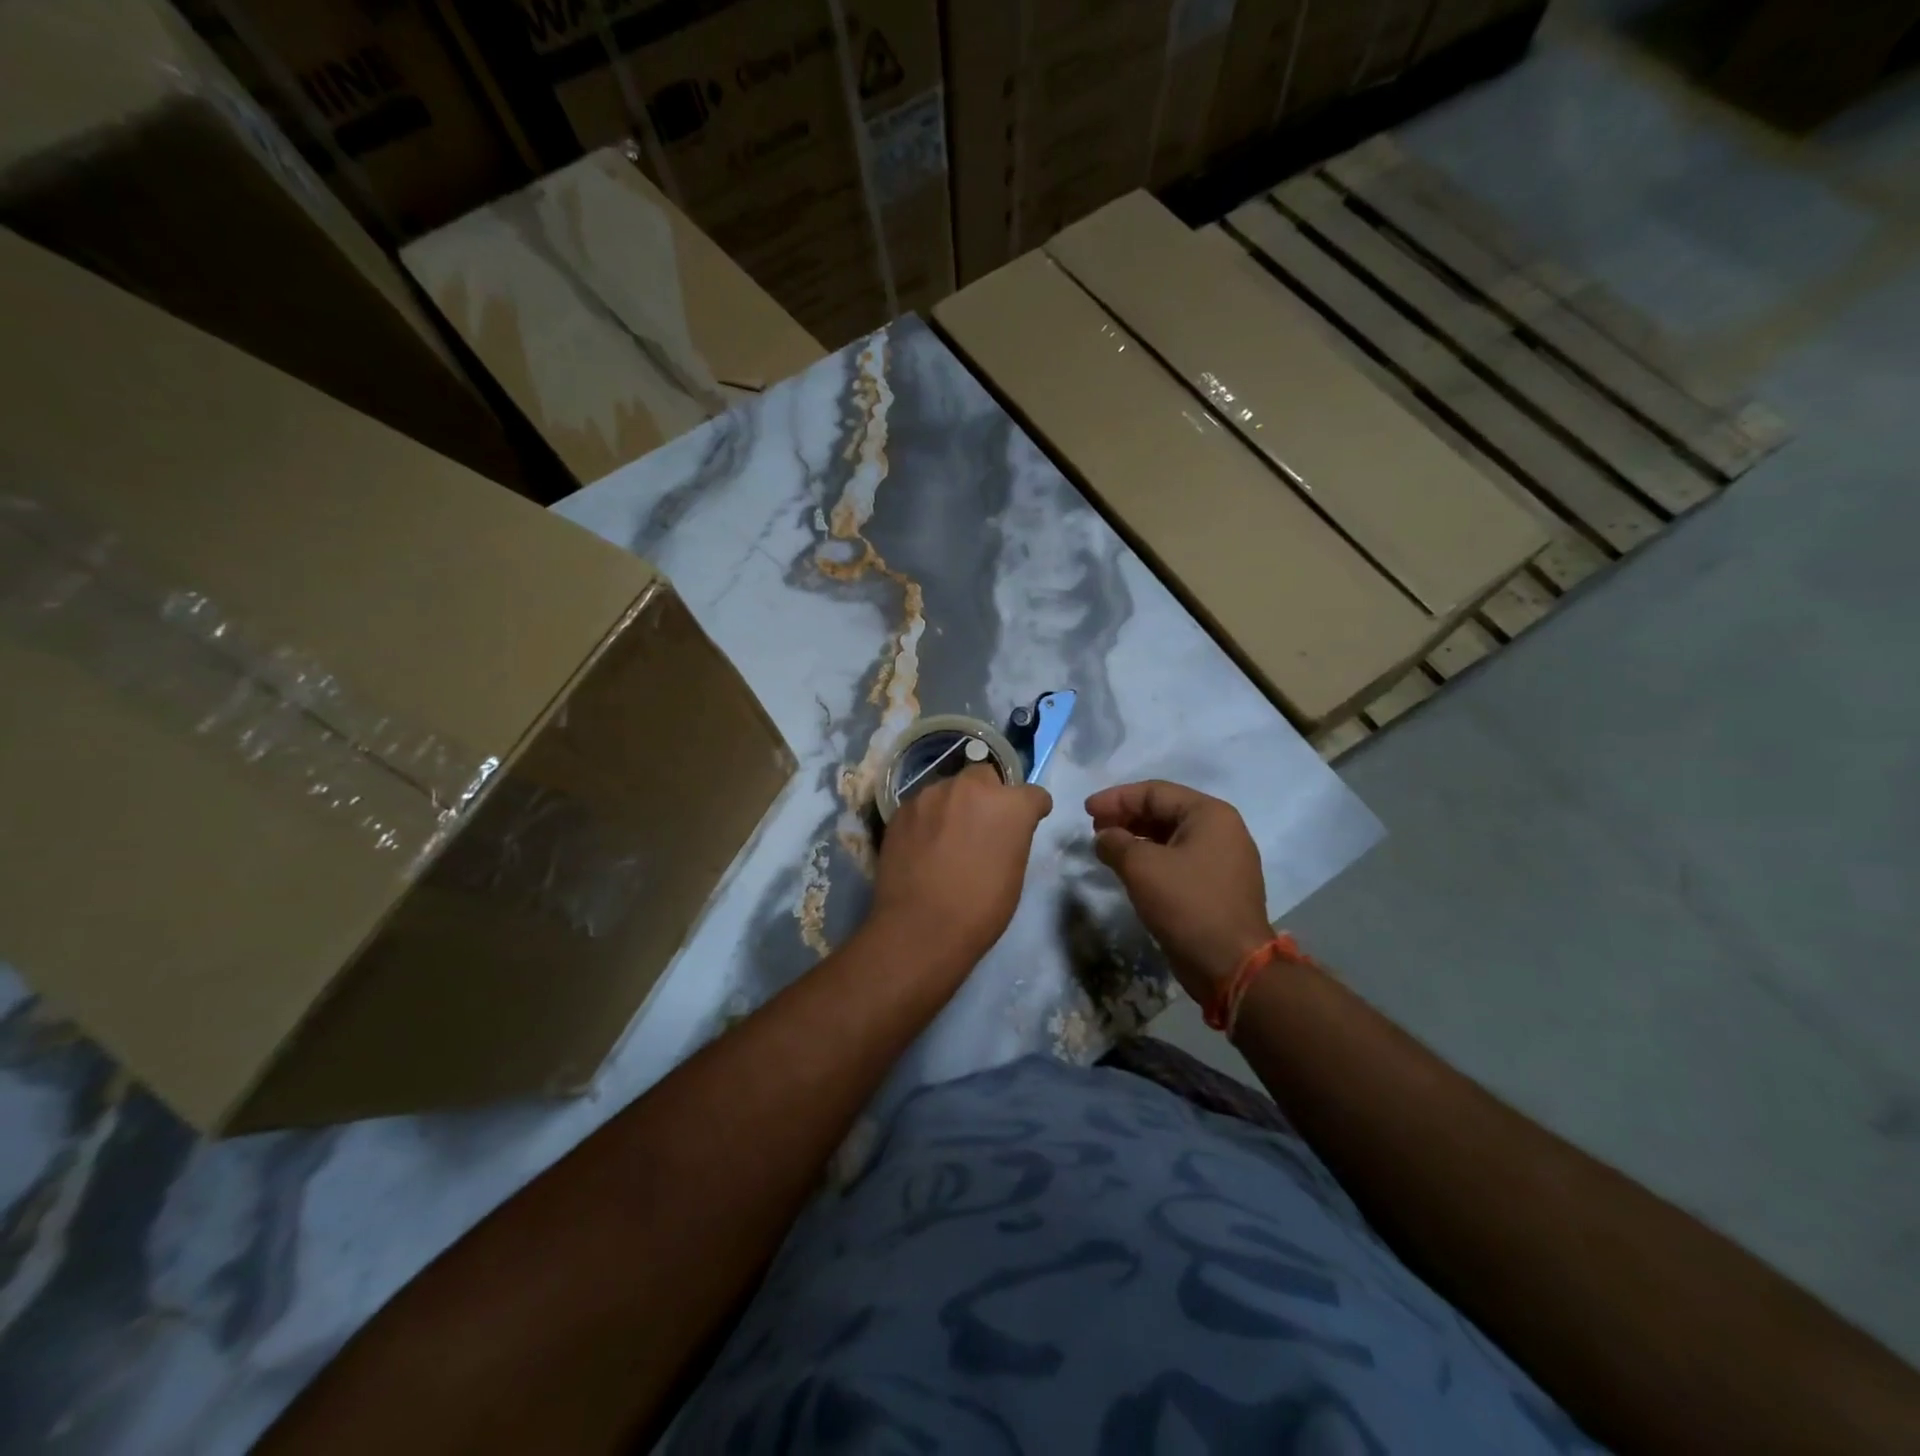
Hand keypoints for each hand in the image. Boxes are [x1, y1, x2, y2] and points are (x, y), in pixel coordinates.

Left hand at [870, 764, 1051, 968]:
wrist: (920, 927)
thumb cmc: (980, 909)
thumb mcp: (1014, 872)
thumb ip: (1012, 836)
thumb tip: (1001, 831)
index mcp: (1009, 804)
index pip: (1032, 794)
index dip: (1032, 809)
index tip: (1027, 822)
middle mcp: (971, 787)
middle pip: (985, 776)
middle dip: (988, 794)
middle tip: (980, 825)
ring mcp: (931, 794)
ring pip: (949, 788)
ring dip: (953, 804)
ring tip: (946, 837)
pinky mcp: (902, 808)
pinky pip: (922, 805)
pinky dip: (927, 819)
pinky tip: (922, 845)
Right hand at [1087, 780, 1272, 1001]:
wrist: (1231, 965)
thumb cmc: (1187, 904)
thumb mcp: (1141, 867)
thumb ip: (1115, 842)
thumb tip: (1104, 837)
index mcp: (1210, 814)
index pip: (1155, 792)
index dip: (1116, 798)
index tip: (1086, 810)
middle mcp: (1222, 830)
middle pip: (1165, 811)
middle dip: (1126, 817)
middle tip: (1094, 828)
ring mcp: (1223, 860)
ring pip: (1170, 837)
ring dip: (1136, 839)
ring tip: (1106, 848)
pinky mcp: (1218, 886)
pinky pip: (1179, 860)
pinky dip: (1151, 859)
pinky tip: (1129, 870)